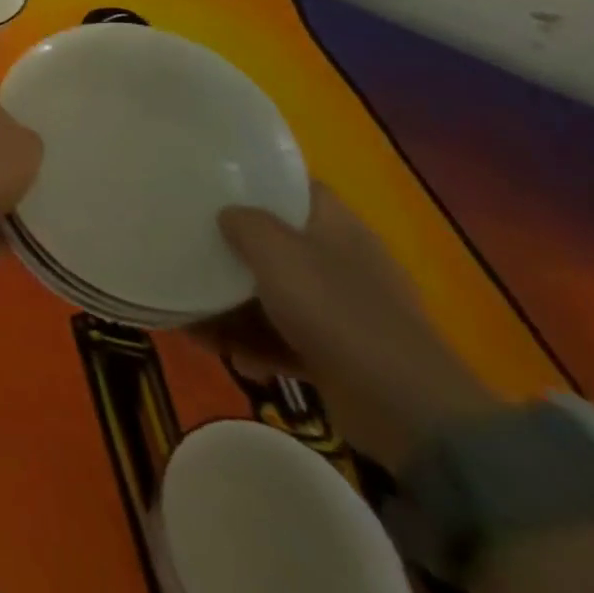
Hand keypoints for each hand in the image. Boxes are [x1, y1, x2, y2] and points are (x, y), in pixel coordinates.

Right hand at [203, 183, 500, 469]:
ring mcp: (343, 311)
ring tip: (189, 311)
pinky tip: (218, 349)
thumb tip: (227, 214)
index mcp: (337, 226)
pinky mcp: (338, 356)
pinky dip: (251, 341)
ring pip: (274, 293)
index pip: (294, 187)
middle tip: (188, 245)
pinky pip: (282, 337)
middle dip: (232, 248)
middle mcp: (342, 262)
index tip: (209, 184)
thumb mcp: (276, 251)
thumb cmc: (335, 311)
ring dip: (232, 302)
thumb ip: (244, 223)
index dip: (254, 182)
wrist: (405, 410)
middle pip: (277, 242)